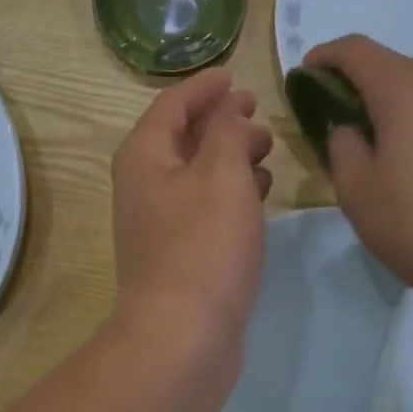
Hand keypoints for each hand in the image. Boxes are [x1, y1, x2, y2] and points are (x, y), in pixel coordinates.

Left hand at [111, 69, 272, 377]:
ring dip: (229, 154)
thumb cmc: (203, 245)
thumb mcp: (222, 174)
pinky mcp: (180, 252)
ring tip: (267, 148)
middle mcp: (145, 184)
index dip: (204, 87)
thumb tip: (229, 112)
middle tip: (259, 112)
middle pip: (183, 136)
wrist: (183, 336)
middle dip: (220, 120)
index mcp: (144, 156)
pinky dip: (232, 190)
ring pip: (197, 172)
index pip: (172, 104)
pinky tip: (261, 192)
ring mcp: (160, 221)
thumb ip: (227, 132)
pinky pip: (206, 204)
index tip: (234, 75)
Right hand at [302, 35, 412, 324]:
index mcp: (406, 87)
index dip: (324, 57)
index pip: (355, 50)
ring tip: (378, 147)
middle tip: (336, 123)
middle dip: (358, 86)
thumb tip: (351, 129)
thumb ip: (342, 145)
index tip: (305, 76)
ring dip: (393, 106)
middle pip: (391, 66)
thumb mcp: (357, 190)